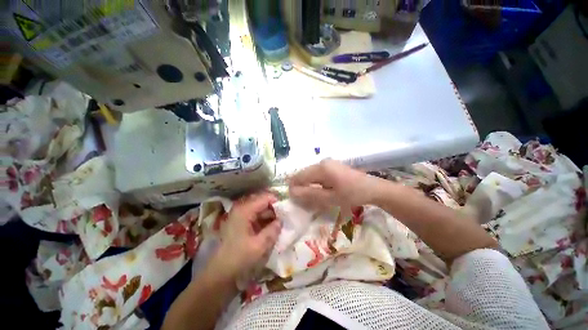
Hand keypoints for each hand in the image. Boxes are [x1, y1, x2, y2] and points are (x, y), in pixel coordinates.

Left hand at [212, 192, 281, 280]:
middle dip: (274, 209)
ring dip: (270, 215)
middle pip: (262, 202)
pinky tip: (271, 228)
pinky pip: (256, 216)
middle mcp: (242, 208)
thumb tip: (281, 221)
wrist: (220, 272)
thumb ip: (273, 230)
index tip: (287, 211)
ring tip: (280, 224)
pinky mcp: (241, 222)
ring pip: (260, 209)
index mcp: (245, 210)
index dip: (277, 202)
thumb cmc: (239, 258)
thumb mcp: (259, 246)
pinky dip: (265, 220)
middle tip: (285, 218)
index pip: (265, 198)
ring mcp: (240, 215)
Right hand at [288, 159, 380, 210]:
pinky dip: (315, 184)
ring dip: (308, 187)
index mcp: (321, 168)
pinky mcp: (331, 166)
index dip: (294, 188)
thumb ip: (310, 195)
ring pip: (310, 175)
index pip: (299, 176)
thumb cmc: (352, 194)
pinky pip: (317, 175)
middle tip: (305, 202)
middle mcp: (321, 162)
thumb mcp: (330, 198)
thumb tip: (292, 192)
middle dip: (301, 188)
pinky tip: (321, 192)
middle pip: (303, 174)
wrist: (372, 188)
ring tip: (313, 198)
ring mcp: (327, 163)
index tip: (295, 200)